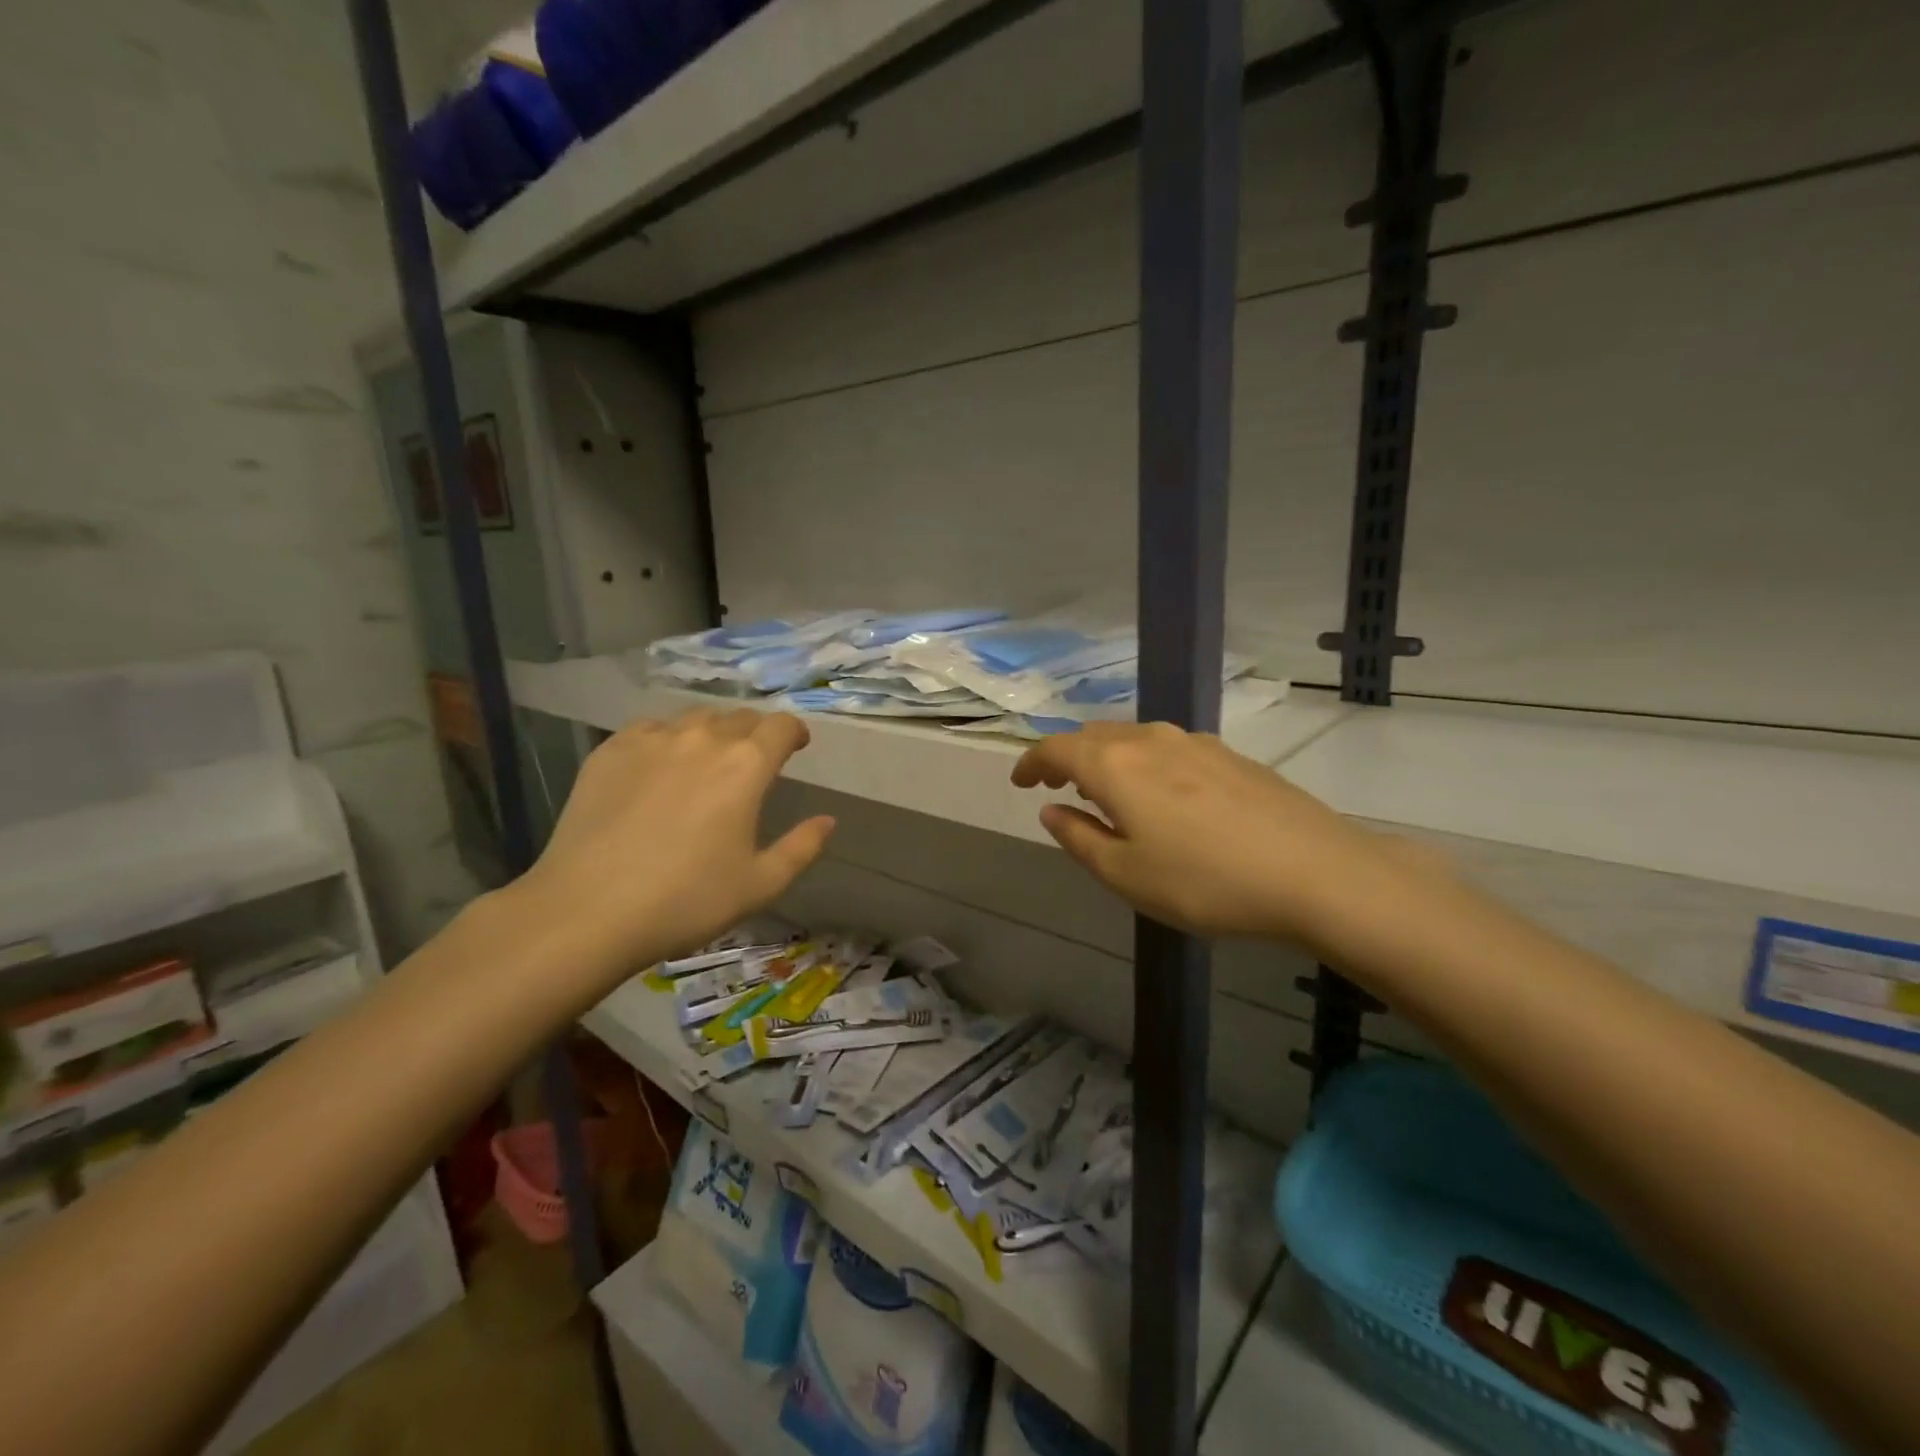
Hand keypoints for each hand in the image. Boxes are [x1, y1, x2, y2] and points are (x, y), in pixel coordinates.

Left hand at [506, 710, 834, 993]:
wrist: (587, 911)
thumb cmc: (686, 901)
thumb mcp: (760, 884)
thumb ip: (802, 848)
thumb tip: (828, 821)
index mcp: (745, 765)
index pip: (781, 726)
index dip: (795, 732)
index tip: (797, 746)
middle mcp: (702, 738)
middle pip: (740, 717)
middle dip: (755, 733)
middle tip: (754, 761)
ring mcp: (651, 739)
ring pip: (695, 718)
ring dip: (712, 733)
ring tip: (707, 761)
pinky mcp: (610, 750)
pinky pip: (650, 729)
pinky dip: (667, 739)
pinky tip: (659, 768)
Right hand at [1010, 721, 1408, 942]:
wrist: (1315, 872)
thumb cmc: (1205, 882)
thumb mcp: (1125, 875)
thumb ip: (1078, 838)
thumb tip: (1051, 810)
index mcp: (1115, 765)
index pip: (1055, 748)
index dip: (1030, 762)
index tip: (1019, 783)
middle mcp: (1150, 740)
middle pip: (1093, 736)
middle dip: (1066, 758)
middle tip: (1056, 787)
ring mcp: (1195, 742)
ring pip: (1132, 738)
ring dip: (1106, 758)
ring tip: (1104, 790)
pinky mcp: (1230, 755)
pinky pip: (1167, 747)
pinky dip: (1143, 762)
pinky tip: (1160, 793)